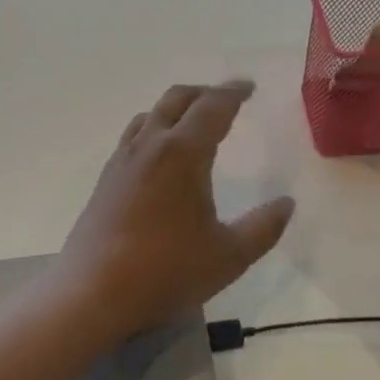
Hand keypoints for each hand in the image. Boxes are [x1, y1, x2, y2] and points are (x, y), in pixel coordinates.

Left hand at [57, 80, 295, 340]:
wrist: (92, 293)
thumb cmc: (166, 271)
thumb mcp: (229, 256)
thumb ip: (263, 228)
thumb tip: (287, 203)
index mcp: (182, 153)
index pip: (212, 107)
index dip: (233, 92)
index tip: (249, 86)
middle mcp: (150, 145)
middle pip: (177, 99)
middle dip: (205, 93)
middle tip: (227, 99)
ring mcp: (122, 161)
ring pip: (150, 115)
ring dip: (176, 108)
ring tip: (193, 121)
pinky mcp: (105, 180)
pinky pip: (134, 136)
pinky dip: (154, 128)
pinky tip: (159, 155)